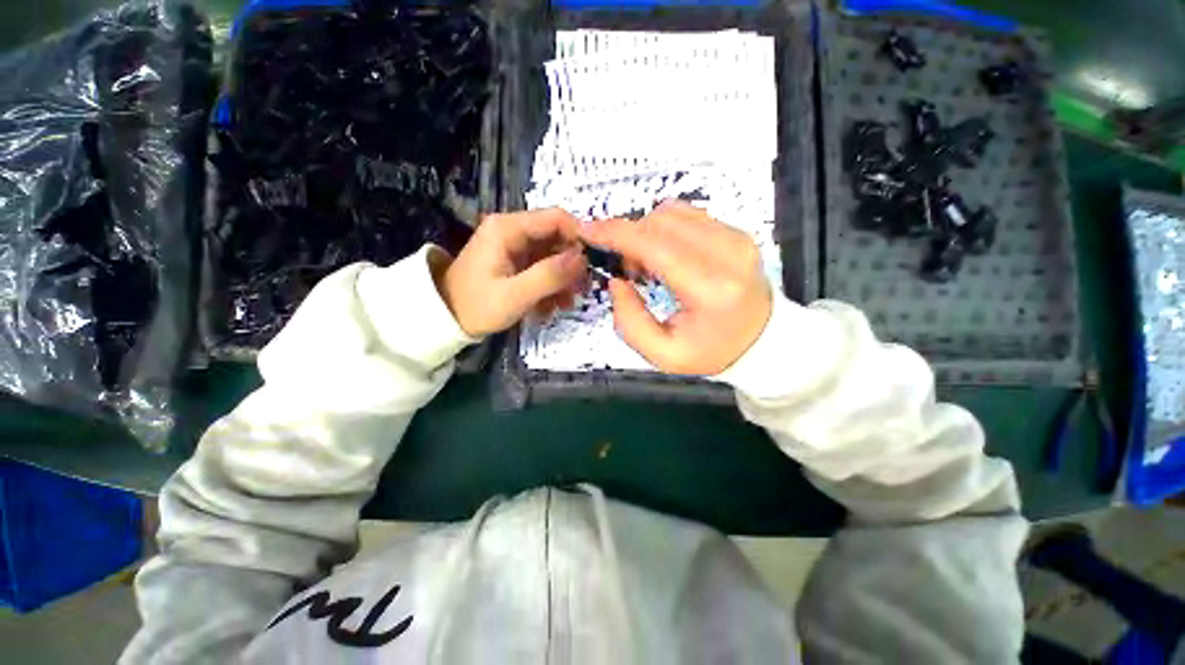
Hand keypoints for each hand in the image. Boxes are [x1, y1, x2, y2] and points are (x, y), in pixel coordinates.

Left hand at [439, 208, 586, 336]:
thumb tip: (583, 259)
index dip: (579, 238)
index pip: (556, 218)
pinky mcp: (514, 262)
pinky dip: (550, 286)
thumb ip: (549, 275)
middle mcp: (513, 231)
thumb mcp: (515, 295)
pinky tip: (549, 307)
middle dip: (572, 265)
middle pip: (557, 238)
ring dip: (562, 280)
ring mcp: (514, 247)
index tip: (592, 265)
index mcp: (509, 228)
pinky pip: (541, 268)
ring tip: (565, 305)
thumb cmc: (476, 306)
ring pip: (552, 256)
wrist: (445, 319)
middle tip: (581, 291)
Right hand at [580, 201, 772, 375]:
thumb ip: (630, 321)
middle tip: (625, 267)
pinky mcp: (737, 232)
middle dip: (629, 236)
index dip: (617, 234)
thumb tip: (616, 281)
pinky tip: (664, 253)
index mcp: (711, 290)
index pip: (656, 247)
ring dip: (646, 232)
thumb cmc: (710, 351)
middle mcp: (728, 255)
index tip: (588, 230)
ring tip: (646, 263)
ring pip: (673, 212)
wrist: (761, 340)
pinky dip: (664, 228)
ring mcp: (736, 238)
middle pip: (661, 223)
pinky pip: (688, 214)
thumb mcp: (663, 354)